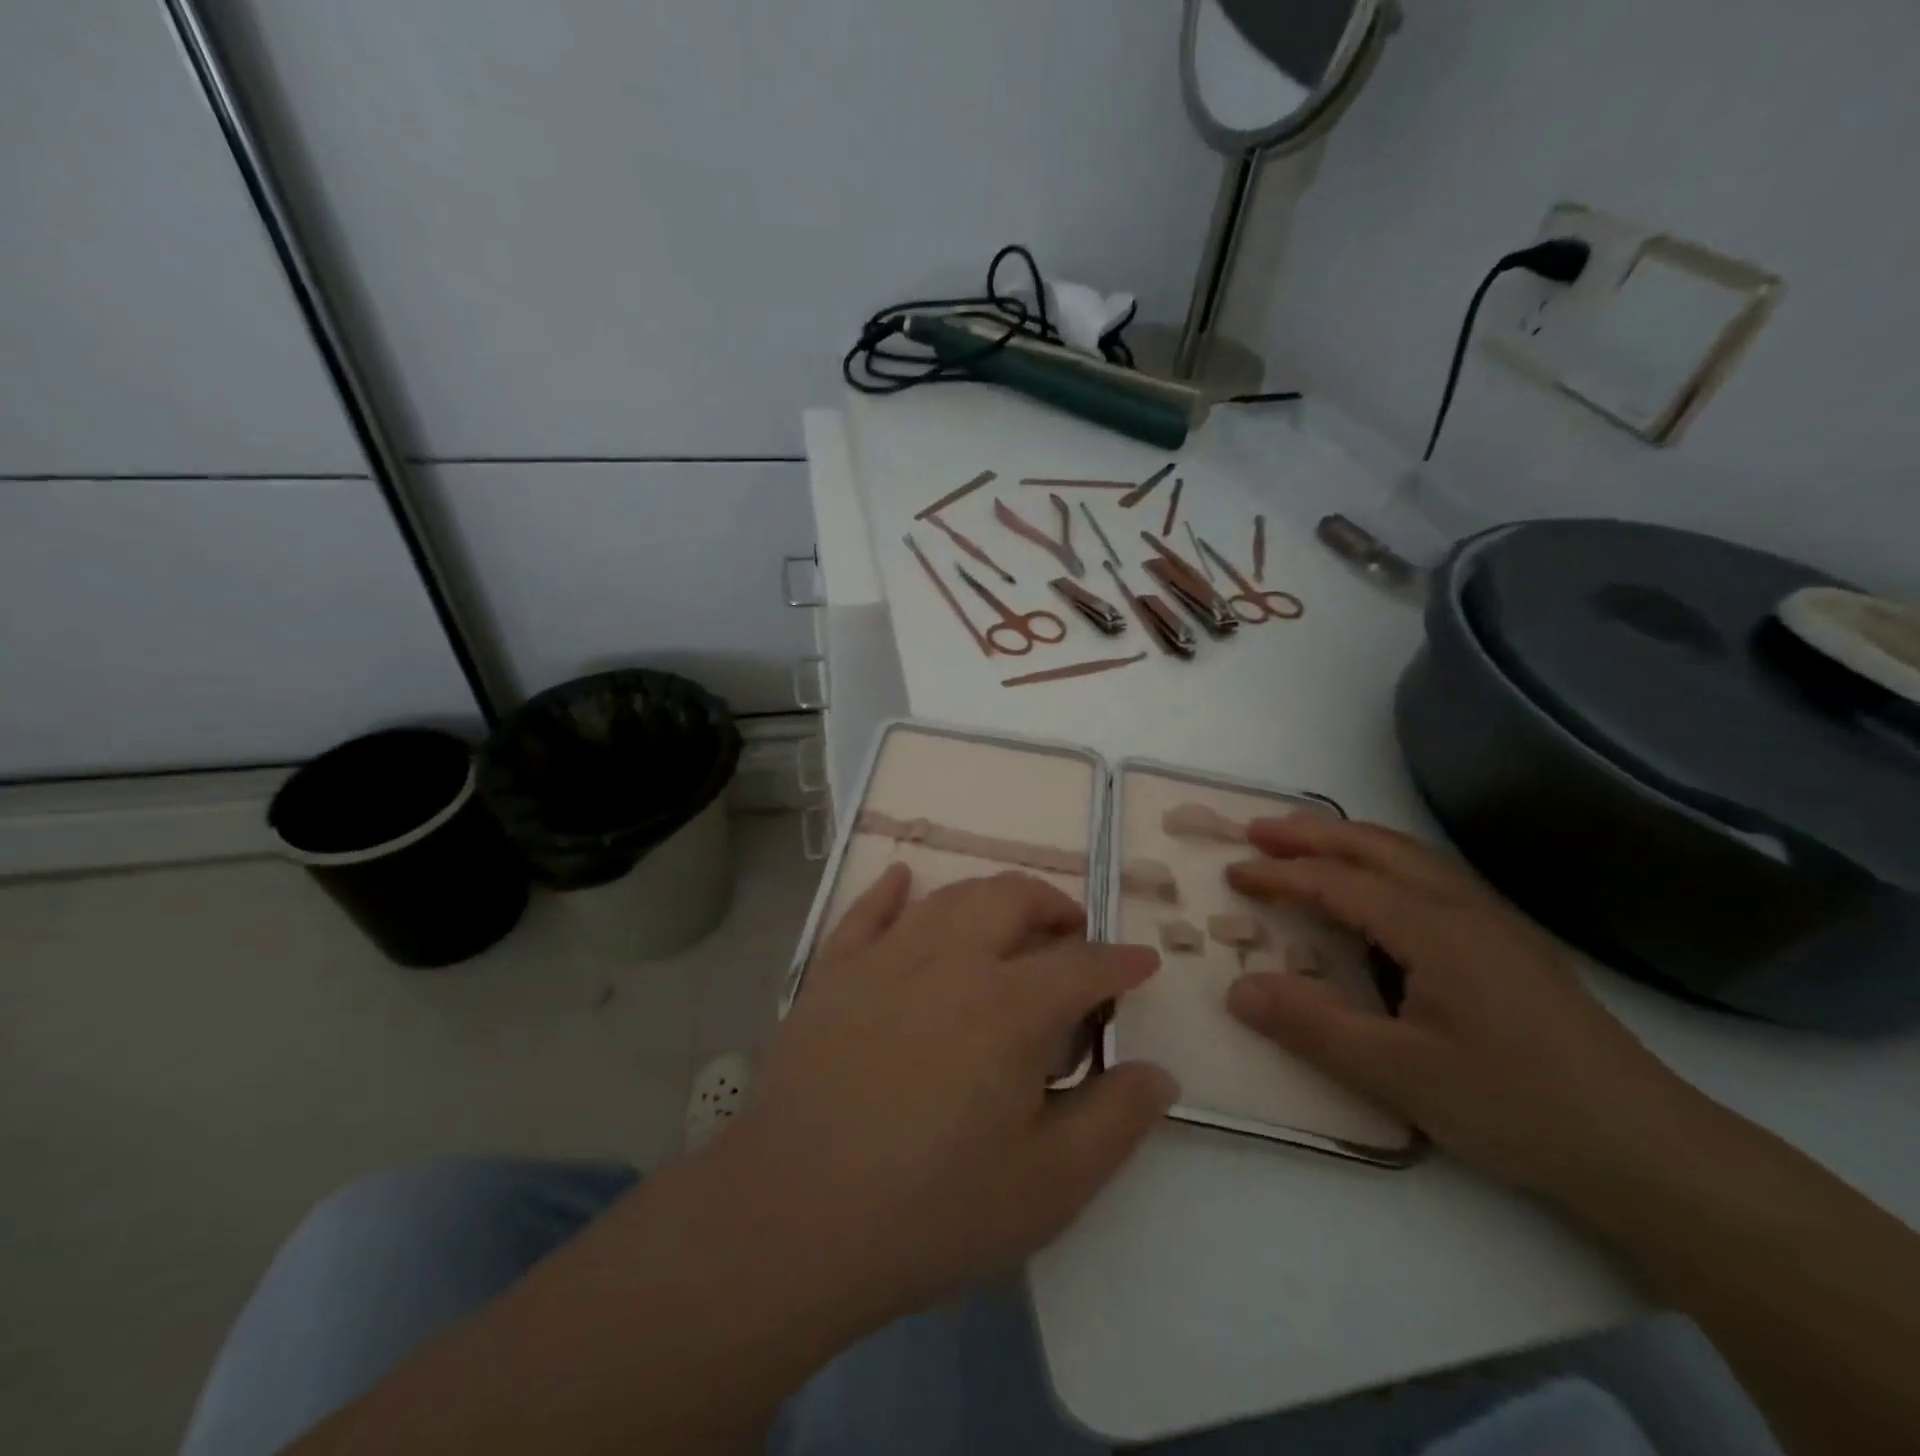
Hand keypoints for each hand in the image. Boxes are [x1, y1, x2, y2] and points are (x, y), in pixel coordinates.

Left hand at [724, 864, 1177, 1328]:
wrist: (795, 1218)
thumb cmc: (932, 1209)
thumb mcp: (1049, 1186)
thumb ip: (1114, 1122)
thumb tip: (1159, 1074)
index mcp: (1010, 1006)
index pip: (1083, 964)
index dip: (1121, 961)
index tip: (1142, 962)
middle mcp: (951, 960)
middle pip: (1012, 899)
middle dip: (1054, 906)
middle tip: (1071, 933)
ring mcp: (885, 958)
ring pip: (948, 896)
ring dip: (989, 897)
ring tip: (1006, 920)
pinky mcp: (832, 972)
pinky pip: (867, 910)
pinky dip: (891, 889)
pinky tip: (903, 879)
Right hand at [1223, 815, 1694, 1199]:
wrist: (1651, 1152)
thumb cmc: (1517, 1108)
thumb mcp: (1400, 1076)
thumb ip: (1313, 1027)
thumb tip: (1236, 988)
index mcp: (1435, 930)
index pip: (1340, 883)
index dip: (1281, 874)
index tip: (1232, 871)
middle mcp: (1464, 909)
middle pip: (1377, 848)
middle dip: (1312, 833)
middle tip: (1258, 831)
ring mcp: (1494, 924)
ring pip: (1410, 857)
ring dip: (1351, 841)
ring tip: (1306, 843)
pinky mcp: (1511, 947)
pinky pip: (1432, 880)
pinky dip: (1384, 864)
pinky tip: (1378, 891)